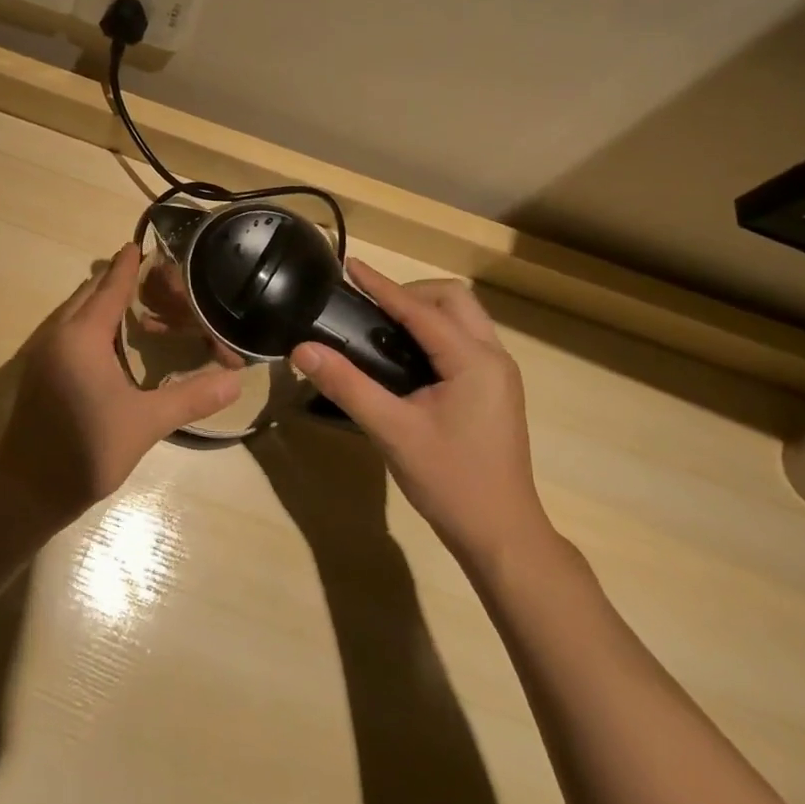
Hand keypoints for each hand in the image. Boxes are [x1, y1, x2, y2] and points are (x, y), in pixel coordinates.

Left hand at [0, 245, 242, 527]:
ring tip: (133, 304)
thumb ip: (191, 398)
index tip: (139, 244)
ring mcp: (43, 352)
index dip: (127, 266)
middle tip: (150, 279)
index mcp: (83, 336)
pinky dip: (88, 321)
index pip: (110, 288)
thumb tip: (236, 381)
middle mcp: (59, 334)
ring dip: (100, 302)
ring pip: (74, 310)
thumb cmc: (87, 450)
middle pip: (89, 293)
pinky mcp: (37, 370)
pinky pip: (66, 329)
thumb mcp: (145, 423)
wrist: (26, 490)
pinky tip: (108, 342)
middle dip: (115, 280)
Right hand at [290, 262, 550, 568]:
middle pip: (453, 299)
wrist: (502, 537)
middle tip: (370, 308)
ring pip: (462, 316)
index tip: (350, 266)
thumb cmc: (450, 482)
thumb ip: (346, 385)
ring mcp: (498, 373)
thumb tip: (302, 349)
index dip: (381, 286)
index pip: (420, 309)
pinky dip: (435, 330)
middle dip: (410, 292)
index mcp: (473, 361)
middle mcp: (493, 357)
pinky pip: (464, 338)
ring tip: (382, 325)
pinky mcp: (494, 388)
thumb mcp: (392, 431)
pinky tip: (406, 354)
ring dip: (424, 309)